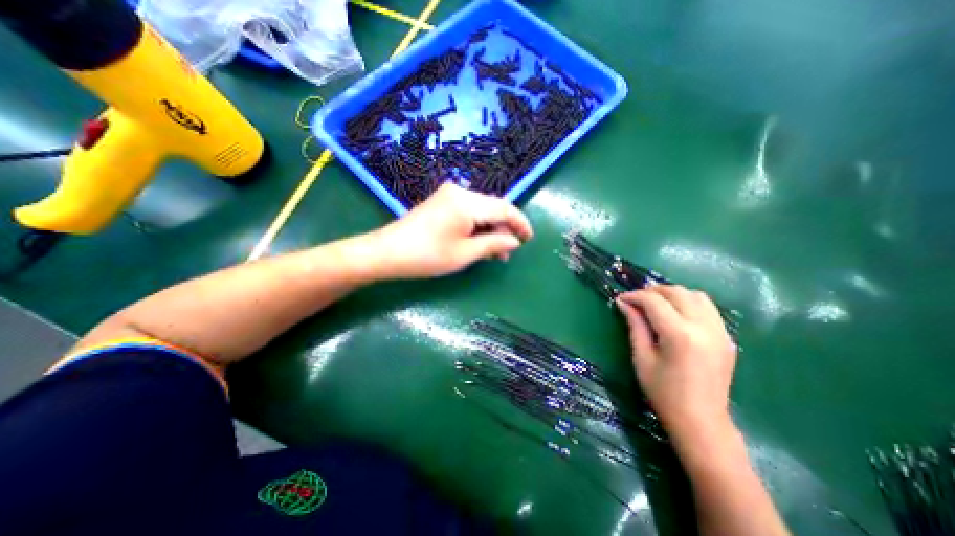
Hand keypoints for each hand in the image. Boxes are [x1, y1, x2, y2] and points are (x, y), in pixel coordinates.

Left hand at [373, 183, 533, 277]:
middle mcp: (460, 192)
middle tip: (508, 253)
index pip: (504, 208)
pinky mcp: (442, 203)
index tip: (529, 238)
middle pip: (493, 208)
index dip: (520, 223)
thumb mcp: (465, 254)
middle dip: (504, 230)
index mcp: (467, 202)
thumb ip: (494, 244)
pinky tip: (480, 243)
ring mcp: (449, 196)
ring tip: (495, 253)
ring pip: (481, 211)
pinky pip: (468, 213)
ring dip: (491, 230)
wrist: (388, 252)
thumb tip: (514, 241)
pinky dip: (477, 228)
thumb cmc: (427, 255)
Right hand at [615, 285, 740, 442]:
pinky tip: (676, 315)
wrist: (702, 423)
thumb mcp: (642, 358)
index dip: (634, 296)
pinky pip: (708, 308)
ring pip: (696, 295)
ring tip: (656, 304)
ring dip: (673, 294)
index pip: (654, 301)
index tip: (620, 299)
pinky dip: (689, 303)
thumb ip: (635, 326)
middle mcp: (704, 328)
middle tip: (635, 300)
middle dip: (652, 291)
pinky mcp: (727, 338)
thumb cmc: (664, 393)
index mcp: (680, 336)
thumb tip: (623, 303)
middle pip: (677, 292)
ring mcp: (721, 332)